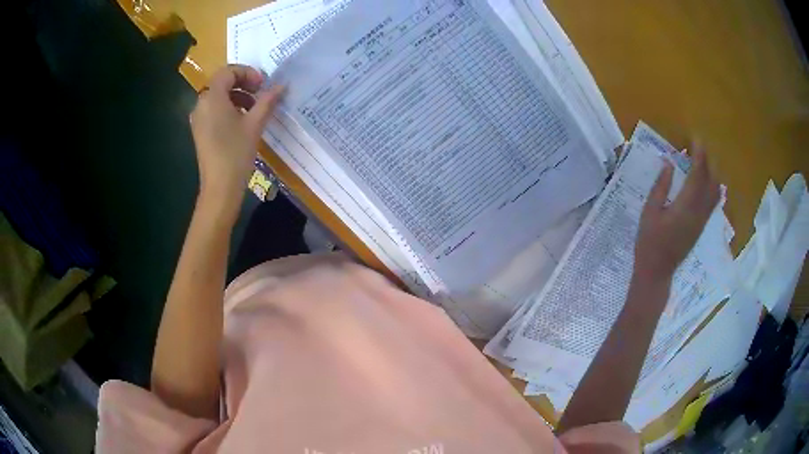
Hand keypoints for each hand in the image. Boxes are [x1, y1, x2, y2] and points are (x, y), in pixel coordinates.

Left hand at [190, 65, 283, 204]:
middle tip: (261, 93)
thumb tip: (281, 86)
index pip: (228, 72)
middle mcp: (201, 104)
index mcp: (212, 98)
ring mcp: (198, 118)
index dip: (247, 73)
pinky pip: (214, 110)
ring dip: (238, 96)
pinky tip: (242, 121)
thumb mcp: (255, 124)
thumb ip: (267, 101)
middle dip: (243, 83)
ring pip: (218, 96)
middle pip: (222, 82)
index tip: (263, 85)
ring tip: (254, 109)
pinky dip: (229, 108)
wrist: (220, 188)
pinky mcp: (200, 130)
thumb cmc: (236, 153)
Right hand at [635, 148, 719, 280]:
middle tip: (699, 147)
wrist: (657, 271)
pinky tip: (706, 180)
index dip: (699, 155)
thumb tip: (668, 163)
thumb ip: (660, 186)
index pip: (697, 175)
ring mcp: (702, 220)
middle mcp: (699, 212)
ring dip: (712, 172)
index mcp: (685, 207)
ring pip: (715, 192)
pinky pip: (713, 202)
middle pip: (711, 181)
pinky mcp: (702, 226)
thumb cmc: (649, 242)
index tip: (695, 139)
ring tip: (703, 160)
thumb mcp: (649, 212)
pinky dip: (712, 186)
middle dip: (708, 161)